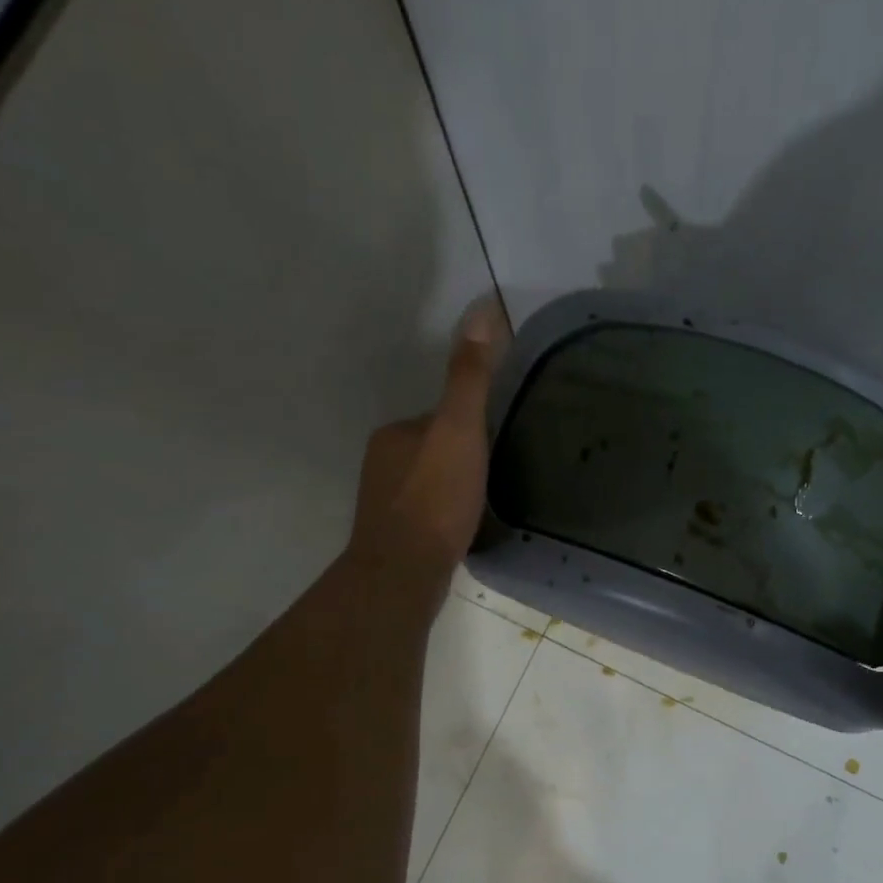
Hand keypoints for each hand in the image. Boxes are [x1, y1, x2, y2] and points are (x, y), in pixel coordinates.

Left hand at [347, 297, 508, 584]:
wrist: (404, 572)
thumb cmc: (435, 498)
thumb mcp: (460, 430)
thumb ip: (470, 377)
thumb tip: (482, 310)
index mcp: (395, 433)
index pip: (441, 416)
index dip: (473, 424)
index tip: (500, 438)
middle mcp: (382, 463)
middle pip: (435, 449)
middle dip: (464, 457)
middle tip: (500, 473)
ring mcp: (384, 503)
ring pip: (430, 483)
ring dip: (455, 488)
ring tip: (487, 503)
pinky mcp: (394, 537)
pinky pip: (427, 513)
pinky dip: (446, 515)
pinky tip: (464, 531)